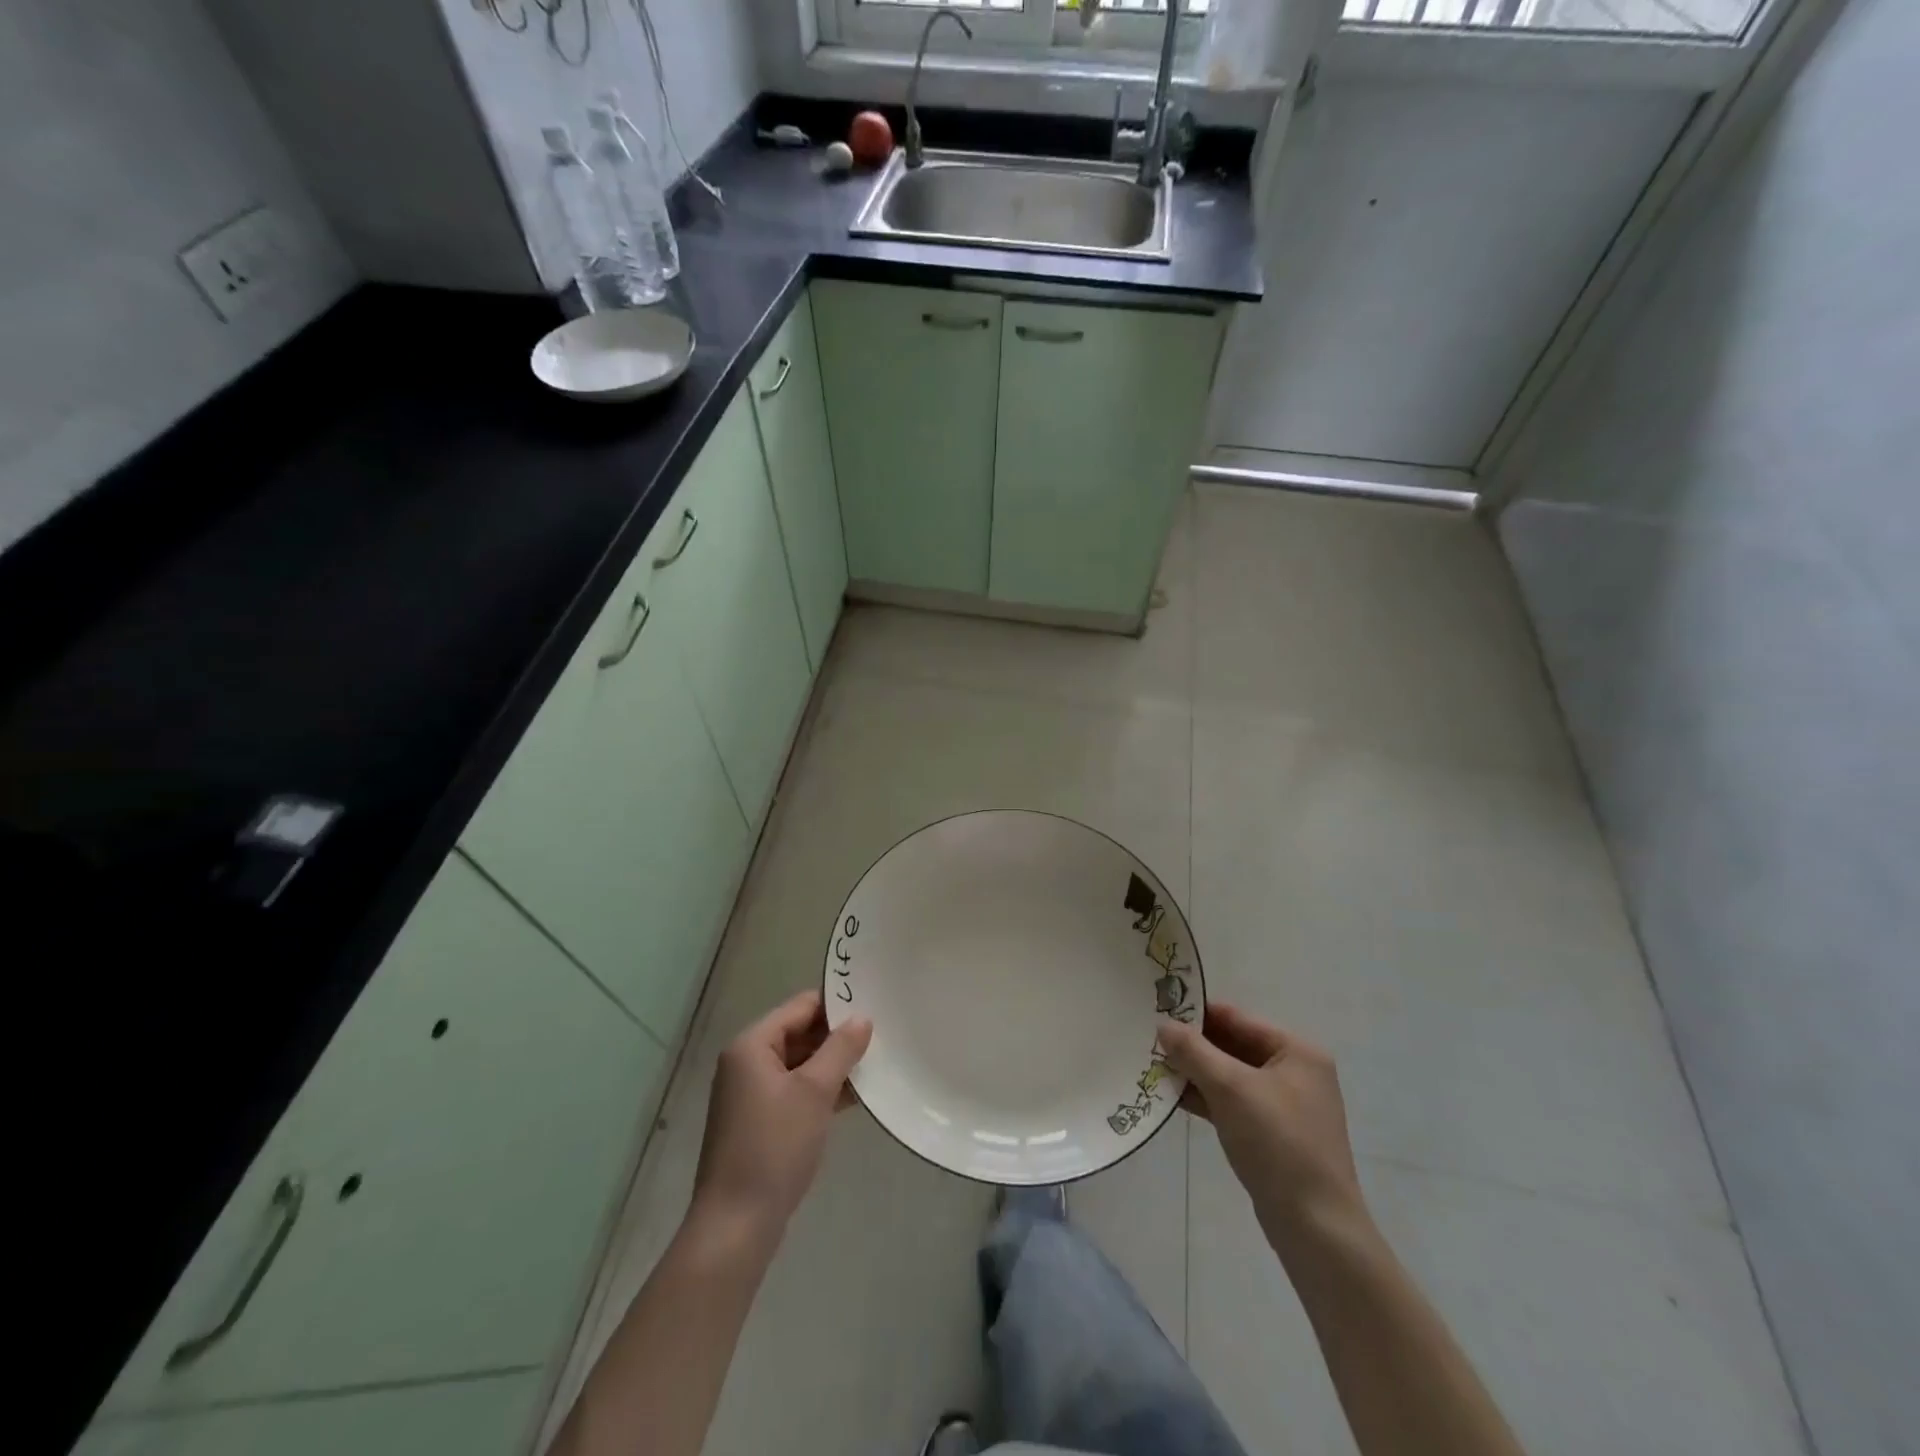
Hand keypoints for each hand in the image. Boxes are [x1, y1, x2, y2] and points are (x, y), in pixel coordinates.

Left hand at [691, 991, 871, 1247]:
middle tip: (880, 1036)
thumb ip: (840, 1049)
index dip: (836, 1005)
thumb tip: (862, 1018)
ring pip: (799, 1064)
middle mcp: (746, 1062)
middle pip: (799, 1033)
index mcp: (752, 1045)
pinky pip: (794, 1090)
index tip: (874, 1007)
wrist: (736, 1226)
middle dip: (836, 1037)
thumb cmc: (774, 1147)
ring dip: (832, 1065)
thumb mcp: (814, 1092)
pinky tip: (853, 1097)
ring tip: (874, 1064)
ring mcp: (750, 1094)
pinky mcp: (758, 1122)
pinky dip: (820, 1090)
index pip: (800, 1007)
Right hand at [1158, 1003, 1367, 1260]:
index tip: (1157, 1011)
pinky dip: (1205, 1098)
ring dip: (1195, 1073)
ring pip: (1229, 1076)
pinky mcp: (1271, 1134)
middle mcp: (1294, 1072)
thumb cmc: (1277, 1143)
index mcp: (1296, 1051)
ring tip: (1152, 1066)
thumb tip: (1163, 1026)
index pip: (1237, 1018)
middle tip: (1149, 1040)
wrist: (1315, 1227)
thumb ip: (1193, 1052)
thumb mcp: (1230, 1088)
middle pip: (1233, 1045)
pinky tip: (1172, 1097)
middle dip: (1193, 1046)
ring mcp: (1284, 1105)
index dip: (1196, 1014)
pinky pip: (1232, 1102)